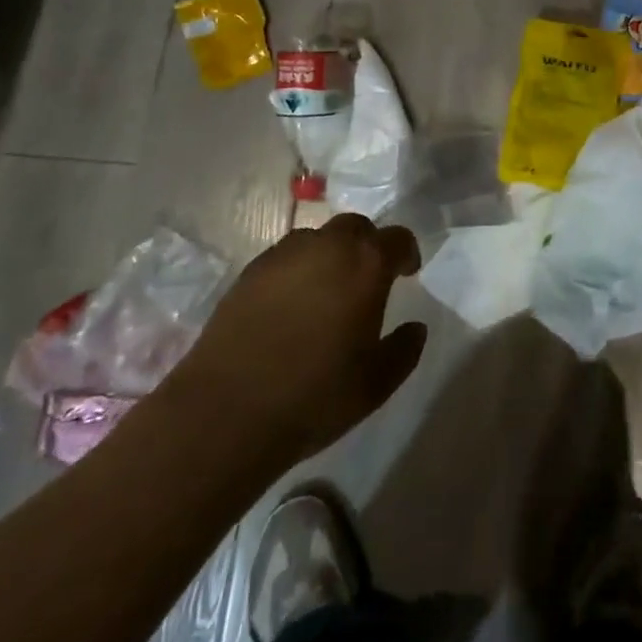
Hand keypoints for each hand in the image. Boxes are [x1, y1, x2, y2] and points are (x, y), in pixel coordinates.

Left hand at [170, 214, 426, 466]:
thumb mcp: (376, 383)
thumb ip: (404, 350)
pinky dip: (296, 271)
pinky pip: (284, 258)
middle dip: (367, 245)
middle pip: (356, 227)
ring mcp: (283, 256)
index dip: (406, 253)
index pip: (397, 239)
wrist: (226, 414)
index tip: (407, 273)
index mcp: (365, 264)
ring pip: (317, 239)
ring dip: (330, 255)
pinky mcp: (248, 273)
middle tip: (367, 278)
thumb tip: (415, 327)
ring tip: (327, 290)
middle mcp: (327, 247)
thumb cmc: (314, 396)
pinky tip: (291, 305)